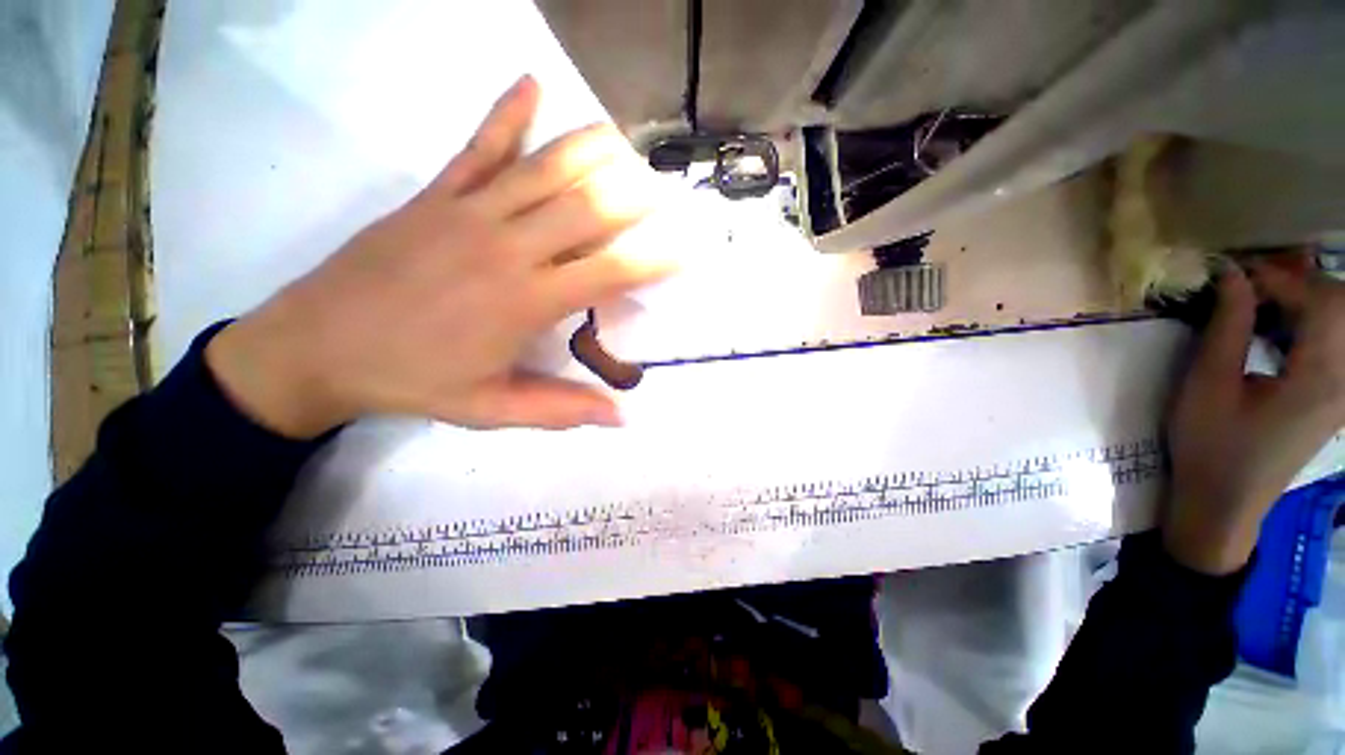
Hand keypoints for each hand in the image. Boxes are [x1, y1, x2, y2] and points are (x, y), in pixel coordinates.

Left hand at [205, 76, 674, 437]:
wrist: (317, 347)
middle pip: (585, 209)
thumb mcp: (492, 410)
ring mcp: (468, 212)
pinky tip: (530, 84)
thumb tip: (621, 417)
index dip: (651, 261)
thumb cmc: (414, 381)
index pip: (607, 273)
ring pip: (543, 169)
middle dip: (634, 195)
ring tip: (626, 139)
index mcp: (525, 302)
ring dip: (590, 149)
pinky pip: (477, 146)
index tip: (684, 251)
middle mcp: (507, 248)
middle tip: (666, 186)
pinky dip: (506, 113)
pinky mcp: (434, 195)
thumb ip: (560, 410)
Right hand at [1165, 255, 1344, 573]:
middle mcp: (1344, 379)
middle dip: (1297, 281)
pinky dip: (1309, 320)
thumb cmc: (1209, 446)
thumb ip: (1228, 327)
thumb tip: (1233, 277)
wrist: (1224, 502)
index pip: (1322, 302)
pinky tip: (1277, 326)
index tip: (1233, 272)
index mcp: (1318, 378)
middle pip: (1341, 305)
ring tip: (1260, 298)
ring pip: (1341, 320)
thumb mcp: (1207, 385)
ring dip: (1304, 298)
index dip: (1280, 277)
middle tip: (1249, 281)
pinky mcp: (1335, 395)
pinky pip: (1335, 341)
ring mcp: (1343, 389)